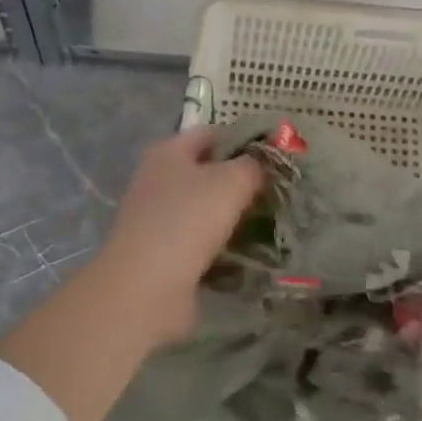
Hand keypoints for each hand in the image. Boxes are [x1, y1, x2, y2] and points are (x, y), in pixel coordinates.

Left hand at [91, 126, 266, 346]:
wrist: (145, 287)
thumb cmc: (188, 220)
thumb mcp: (232, 181)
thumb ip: (254, 165)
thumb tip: (264, 163)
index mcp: (168, 151)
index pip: (212, 133)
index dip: (244, 140)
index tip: (275, 157)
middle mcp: (157, 179)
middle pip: (207, 171)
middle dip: (241, 181)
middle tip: (277, 192)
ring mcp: (156, 217)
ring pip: (204, 207)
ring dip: (232, 215)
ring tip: (268, 223)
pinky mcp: (160, 252)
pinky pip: (198, 239)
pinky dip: (220, 245)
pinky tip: (245, 253)